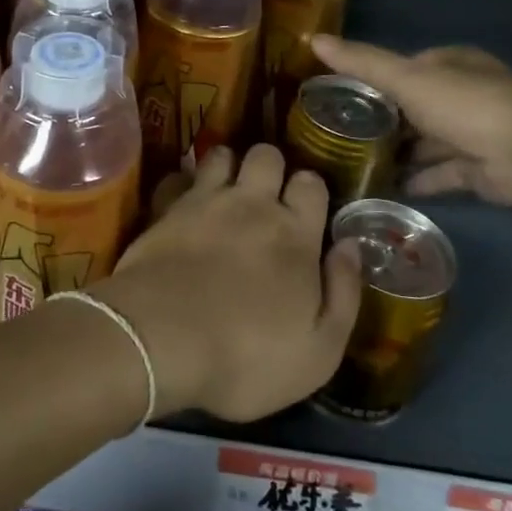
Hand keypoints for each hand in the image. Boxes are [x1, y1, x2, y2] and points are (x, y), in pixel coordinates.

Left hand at [91, 145, 363, 422]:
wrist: (161, 341)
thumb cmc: (247, 356)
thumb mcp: (319, 350)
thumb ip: (344, 293)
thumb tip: (350, 246)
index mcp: (295, 234)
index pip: (311, 183)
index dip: (310, 190)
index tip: (305, 210)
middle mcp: (252, 204)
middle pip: (266, 155)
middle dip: (270, 167)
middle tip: (265, 196)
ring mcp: (204, 201)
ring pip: (221, 154)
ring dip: (226, 166)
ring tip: (224, 192)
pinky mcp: (165, 209)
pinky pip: (177, 176)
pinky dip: (181, 183)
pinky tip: (182, 202)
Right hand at [310, 36, 511, 208]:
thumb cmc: (465, 104)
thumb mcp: (406, 78)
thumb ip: (362, 63)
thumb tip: (314, 39)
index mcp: (452, 63)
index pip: (408, 66)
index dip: (378, 76)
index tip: (345, 93)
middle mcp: (466, 94)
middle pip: (417, 105)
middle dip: (388, 118)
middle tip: (344, 133)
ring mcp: (476, 132)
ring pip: (429, 140)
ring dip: (402, 151)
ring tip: (358, 162)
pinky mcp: (480, 168)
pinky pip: (441, 172)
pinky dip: (419, 179)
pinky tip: (388, 186)